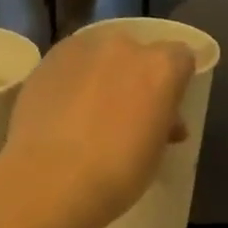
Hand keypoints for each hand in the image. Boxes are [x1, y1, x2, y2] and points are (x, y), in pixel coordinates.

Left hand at [0, 27, 194, 227]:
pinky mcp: (46, 61)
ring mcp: (80, 49)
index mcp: (161, 67)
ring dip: (101, 75)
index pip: (181, 59)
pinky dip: (71, 82)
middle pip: (138, 53)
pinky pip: (69, 65)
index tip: (166, 110)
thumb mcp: (156, 152)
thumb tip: (163, 121)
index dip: (175, 84)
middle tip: (127, 114)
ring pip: (100, 55)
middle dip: (136, 76)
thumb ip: (163, 123)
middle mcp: (122, 46)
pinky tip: (62, 113)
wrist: (50, 181)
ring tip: (89, 114)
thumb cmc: (117, 175)